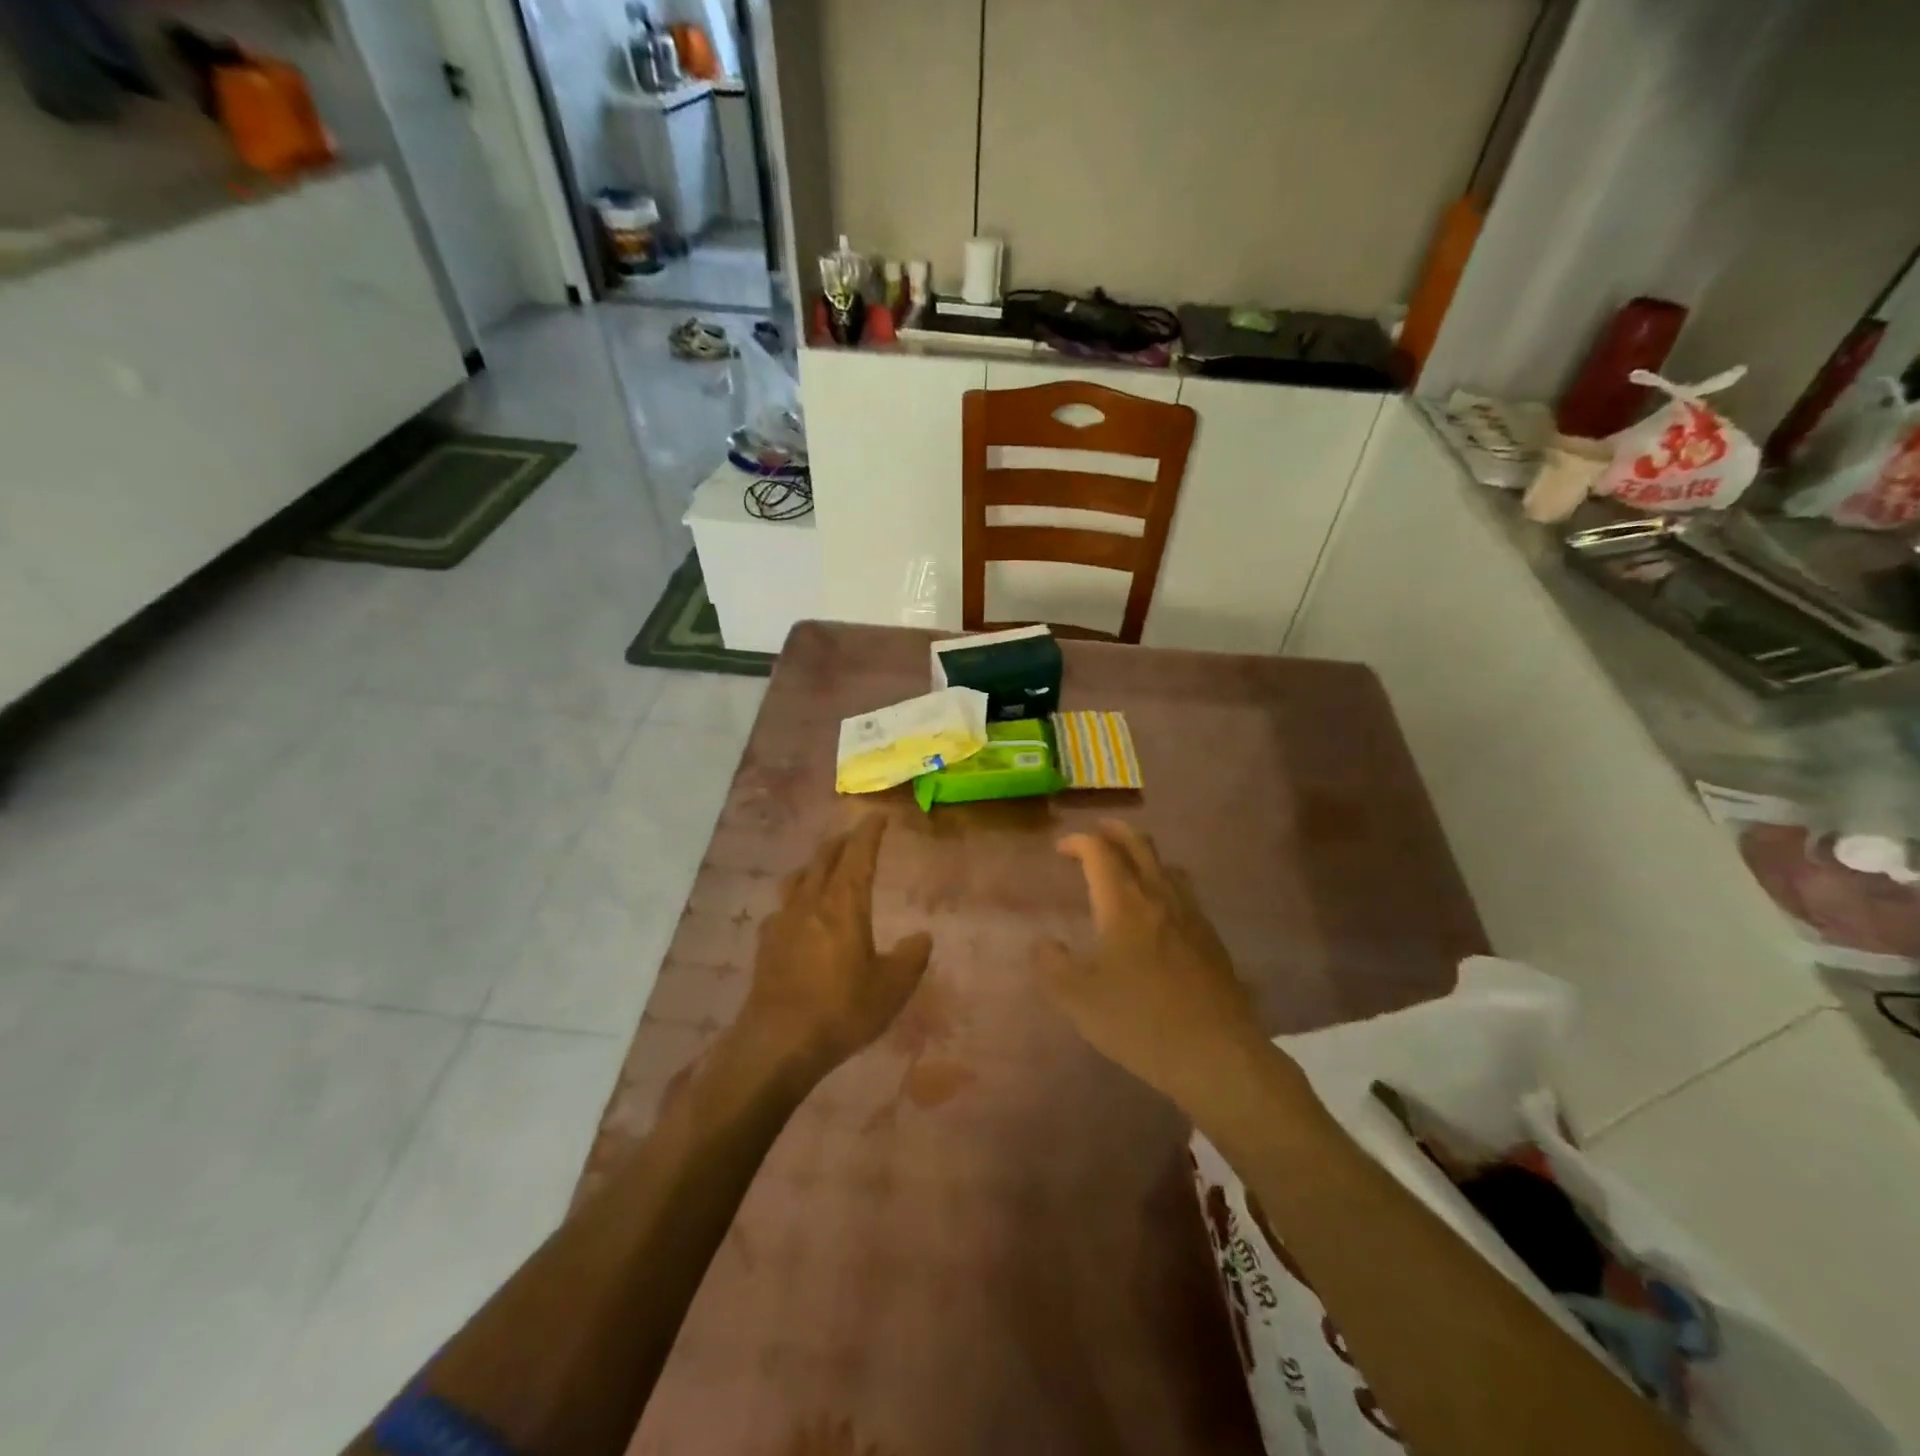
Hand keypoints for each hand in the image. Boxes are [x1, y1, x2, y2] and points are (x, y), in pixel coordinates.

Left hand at [742, 814, 932, 1076]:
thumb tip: (922, 937)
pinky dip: (797, 897)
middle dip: (842, 842)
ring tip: (826, 866)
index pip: (858, 854)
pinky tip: (799, 914)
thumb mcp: (891, 988)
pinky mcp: (765, 943)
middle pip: (824, 858)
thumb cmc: (841, 1010)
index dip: (869, 832)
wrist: (777, 1042)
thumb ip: (911, 957)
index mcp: (844, 904)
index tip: (878, 816)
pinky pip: (783, 906)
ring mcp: (783, 921)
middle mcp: (811, 902)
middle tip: (856, 837)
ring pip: (799, 877)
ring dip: (816, 864)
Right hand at [1034, 820, 1265, 1107]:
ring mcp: (1191, 915)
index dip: (1078, 842)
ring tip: (1129, 867)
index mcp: (1123, 903)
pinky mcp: (1211, 939)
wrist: (1214, 1053)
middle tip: (1098, 834)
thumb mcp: (1077, 998)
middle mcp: (1159, 897)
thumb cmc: (1138, 1020)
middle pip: (1139, 845)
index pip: (1100, 852)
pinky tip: (1160, 912)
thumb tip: (1043, 943)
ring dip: (1144, 855)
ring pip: (1167, 866)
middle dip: (1115, 832)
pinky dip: (1165, 884)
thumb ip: (1052, 965)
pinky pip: (1185, 893)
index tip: (1061, 849)